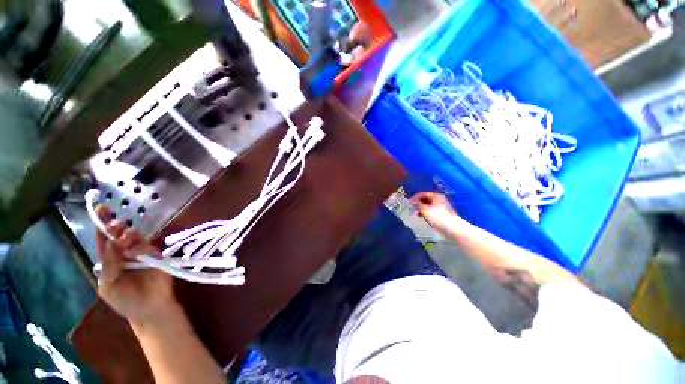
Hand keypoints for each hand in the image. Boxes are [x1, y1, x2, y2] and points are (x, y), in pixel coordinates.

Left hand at [95, 206, 176, 325]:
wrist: (150, 308)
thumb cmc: (125, 301)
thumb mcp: (108, 287)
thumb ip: (108, 266)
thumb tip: (109, 243)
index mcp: (110, 259)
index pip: (104, 239)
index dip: (102, 224)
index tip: (102, 209)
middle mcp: (125, 252)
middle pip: (119, 233)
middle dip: (116, 226)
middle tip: (116, 225)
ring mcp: (142, 252)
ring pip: (135, 236)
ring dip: (129, 234)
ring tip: (125, 240)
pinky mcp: (157, 255)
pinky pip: (149, 245)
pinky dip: (142, 245)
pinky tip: (137, 250)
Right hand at [410, 192, 464, 234]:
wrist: (453, 229)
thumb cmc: (438, 218)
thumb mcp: (425, 210)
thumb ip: (417, 205)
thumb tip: (411, 203)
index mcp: (436, 196)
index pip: (422, 194)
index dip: (414, 198)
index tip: (408, 203)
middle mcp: (439, 199)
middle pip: (425, 199)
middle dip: (418, 204)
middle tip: (411, 209)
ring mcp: (441, 207)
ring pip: (428, 206)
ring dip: (421, 209)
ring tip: (417, 214)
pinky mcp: (442, 214)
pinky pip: (431, 211)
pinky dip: (426, 213)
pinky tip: (423, 218)